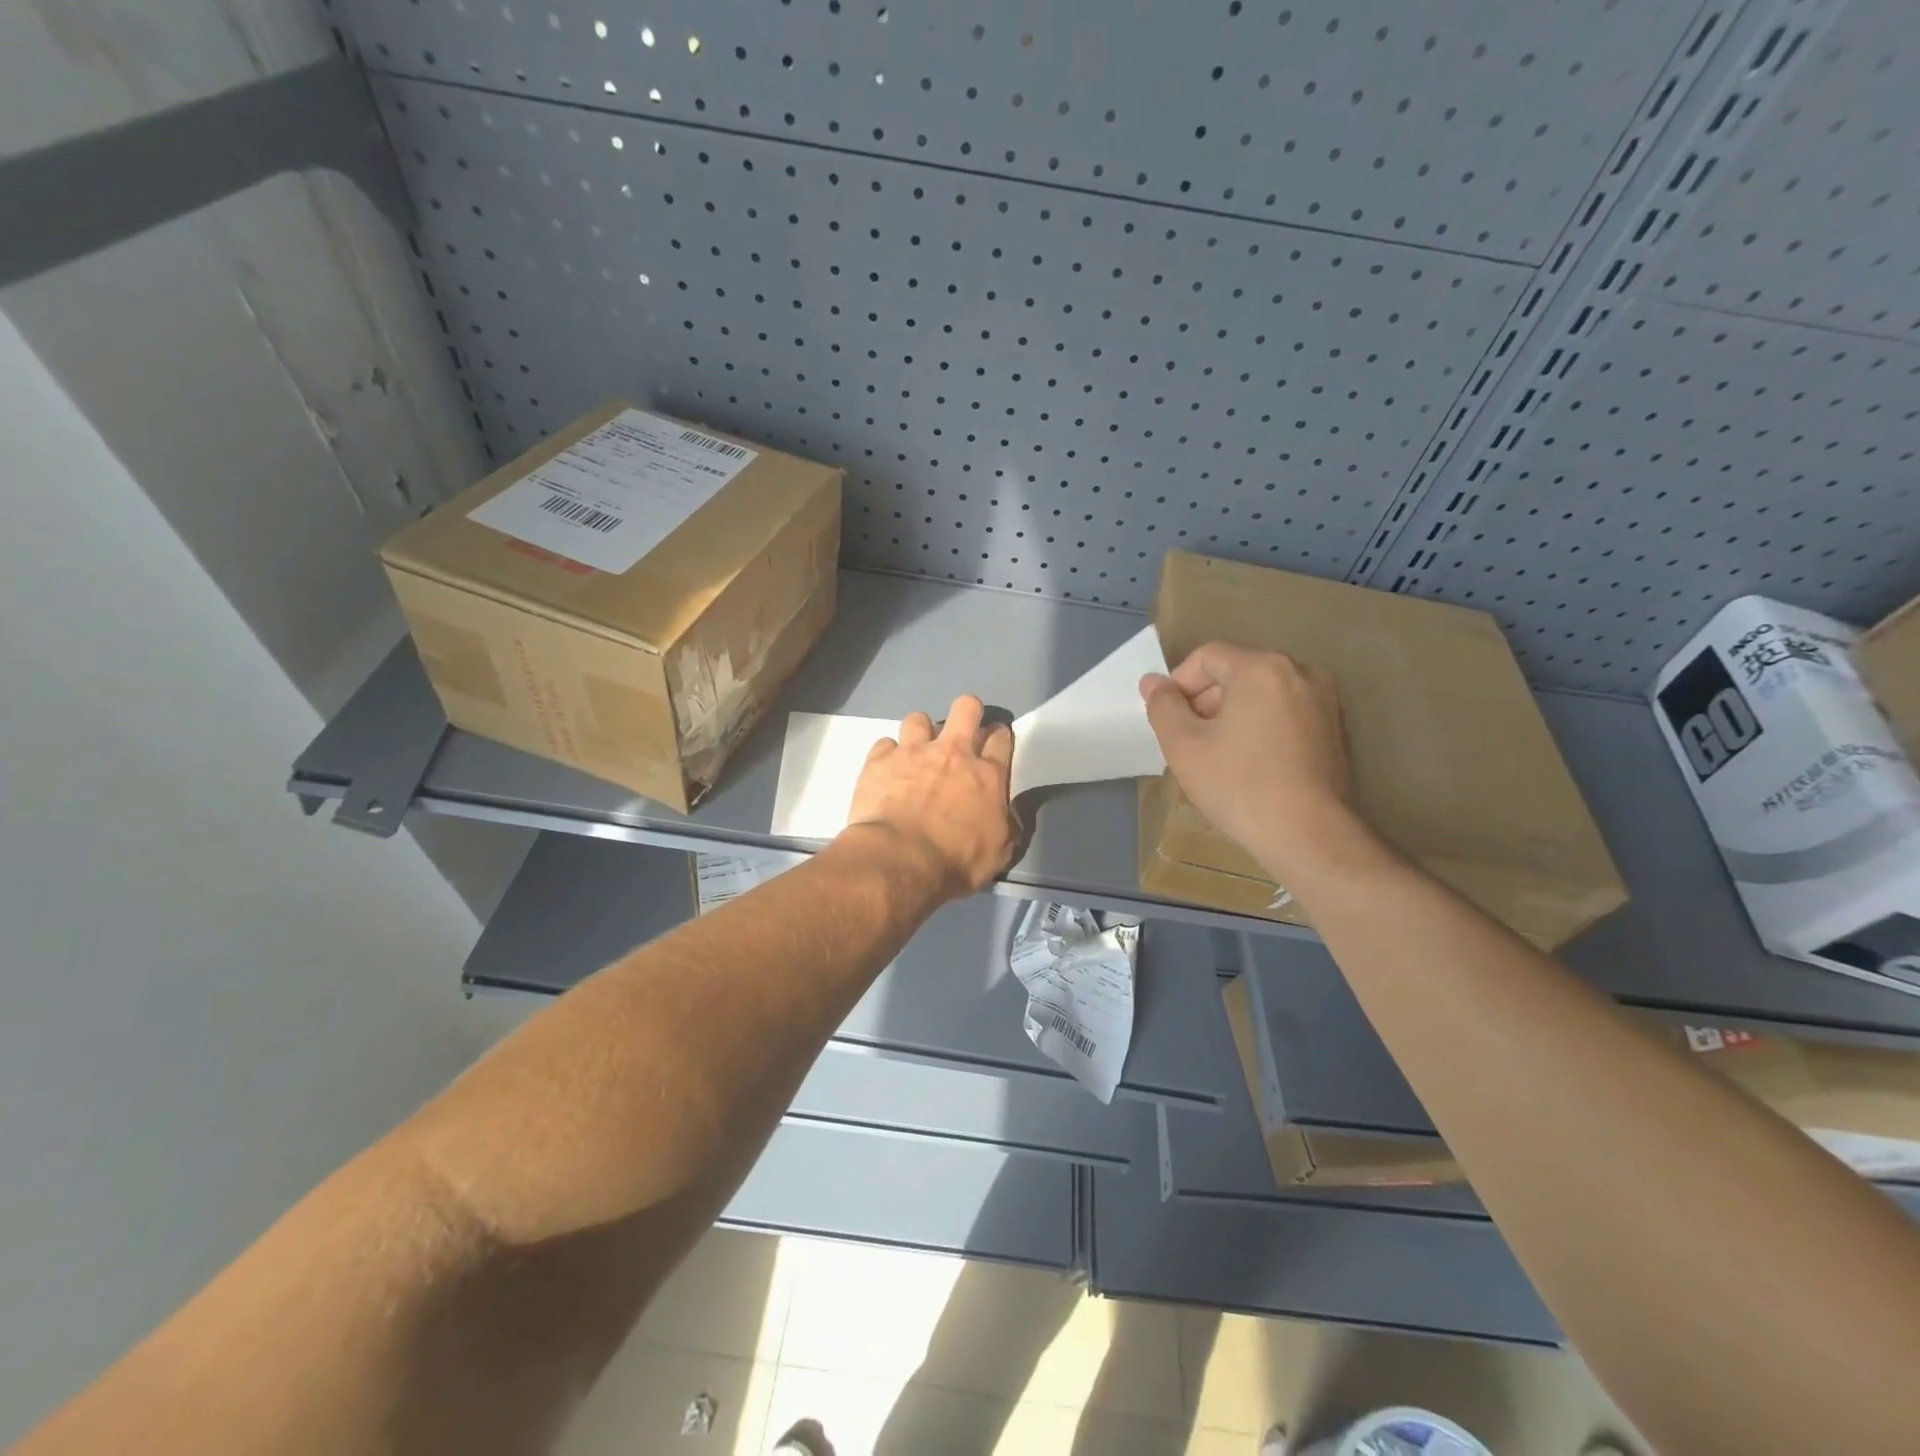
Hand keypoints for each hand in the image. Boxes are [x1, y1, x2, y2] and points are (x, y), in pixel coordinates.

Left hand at [843, 695, 1019, 897]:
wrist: (900, 860)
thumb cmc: (956, 861)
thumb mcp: (1000, 852)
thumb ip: (1009, 824)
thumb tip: (1010, 812)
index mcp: (987, 774)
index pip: (1000, 737)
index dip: (999, 735)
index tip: (994, 742)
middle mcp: (952, 753)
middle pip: (965, 708)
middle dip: (968, 711)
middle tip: (963, 728)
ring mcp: (912, 752)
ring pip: (919, 719)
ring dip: (921, 732)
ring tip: (916, 751)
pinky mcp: (879, 760)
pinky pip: (885, 744)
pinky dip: (888, 755)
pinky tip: (887, 770)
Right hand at [1140, 643, 1358, 881]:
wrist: (1310, 836)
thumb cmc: (1240, 785)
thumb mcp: (1184, 746)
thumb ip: (1163, 706)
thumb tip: (1153, 683)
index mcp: (1263, 668)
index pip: (1206, 656)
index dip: (1179, 685)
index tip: (1170, 722)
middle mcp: (1300, 672)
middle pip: (1236, 671)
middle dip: (1206, 700)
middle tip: (1191, 742)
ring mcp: (1324, 700)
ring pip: (1261, 693)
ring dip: (1232, 715)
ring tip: (1219, 756)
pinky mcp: (1335, 728)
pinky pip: (1284, 712)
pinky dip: (1261, 727)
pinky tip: (1251, 765)